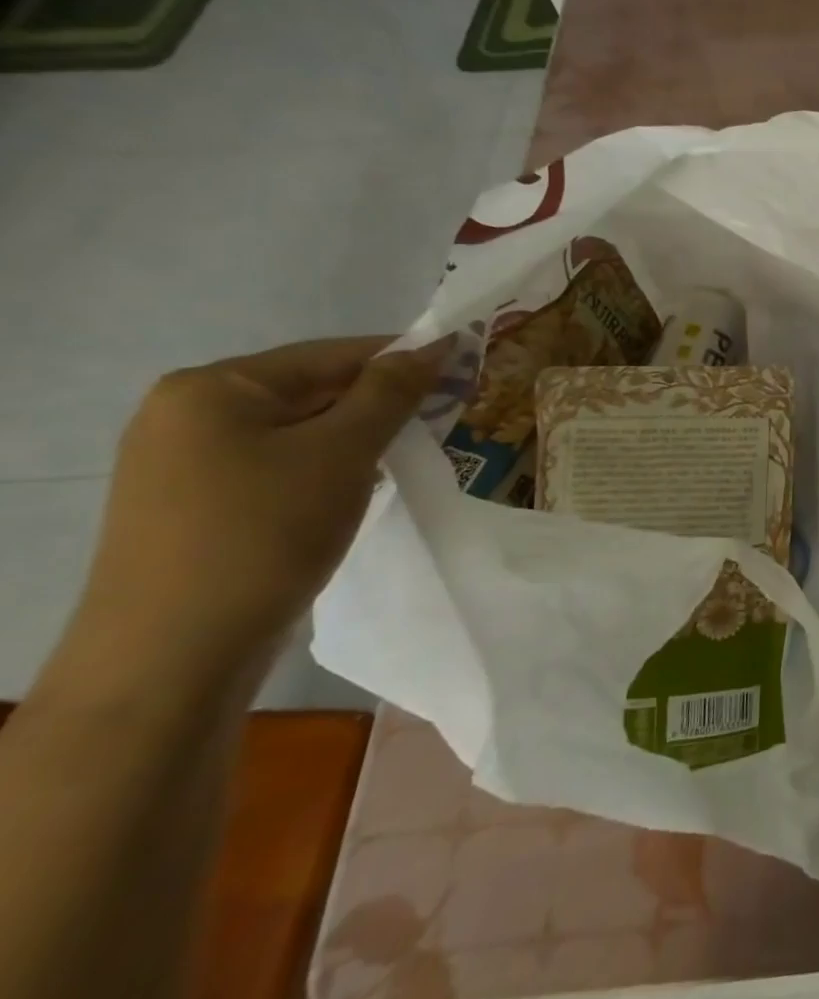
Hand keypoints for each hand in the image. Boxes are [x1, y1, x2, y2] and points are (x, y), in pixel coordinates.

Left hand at [67, 337, 450, 690]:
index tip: (464, 367)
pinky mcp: (195, 505)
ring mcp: (183, 463)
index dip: (402, 358)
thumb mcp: (343, 453)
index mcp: (211, 387)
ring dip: (358, 437)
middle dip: (381, 402)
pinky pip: (278, 465)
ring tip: (411, 453)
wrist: (174, 653)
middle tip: (448, 415)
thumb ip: (390, 392)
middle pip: (311, 390)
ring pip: (298, 431)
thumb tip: (434, 346)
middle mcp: (186, 414)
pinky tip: (360, 487)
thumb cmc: (265, 532)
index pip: (330, 354)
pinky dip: (327, 467)